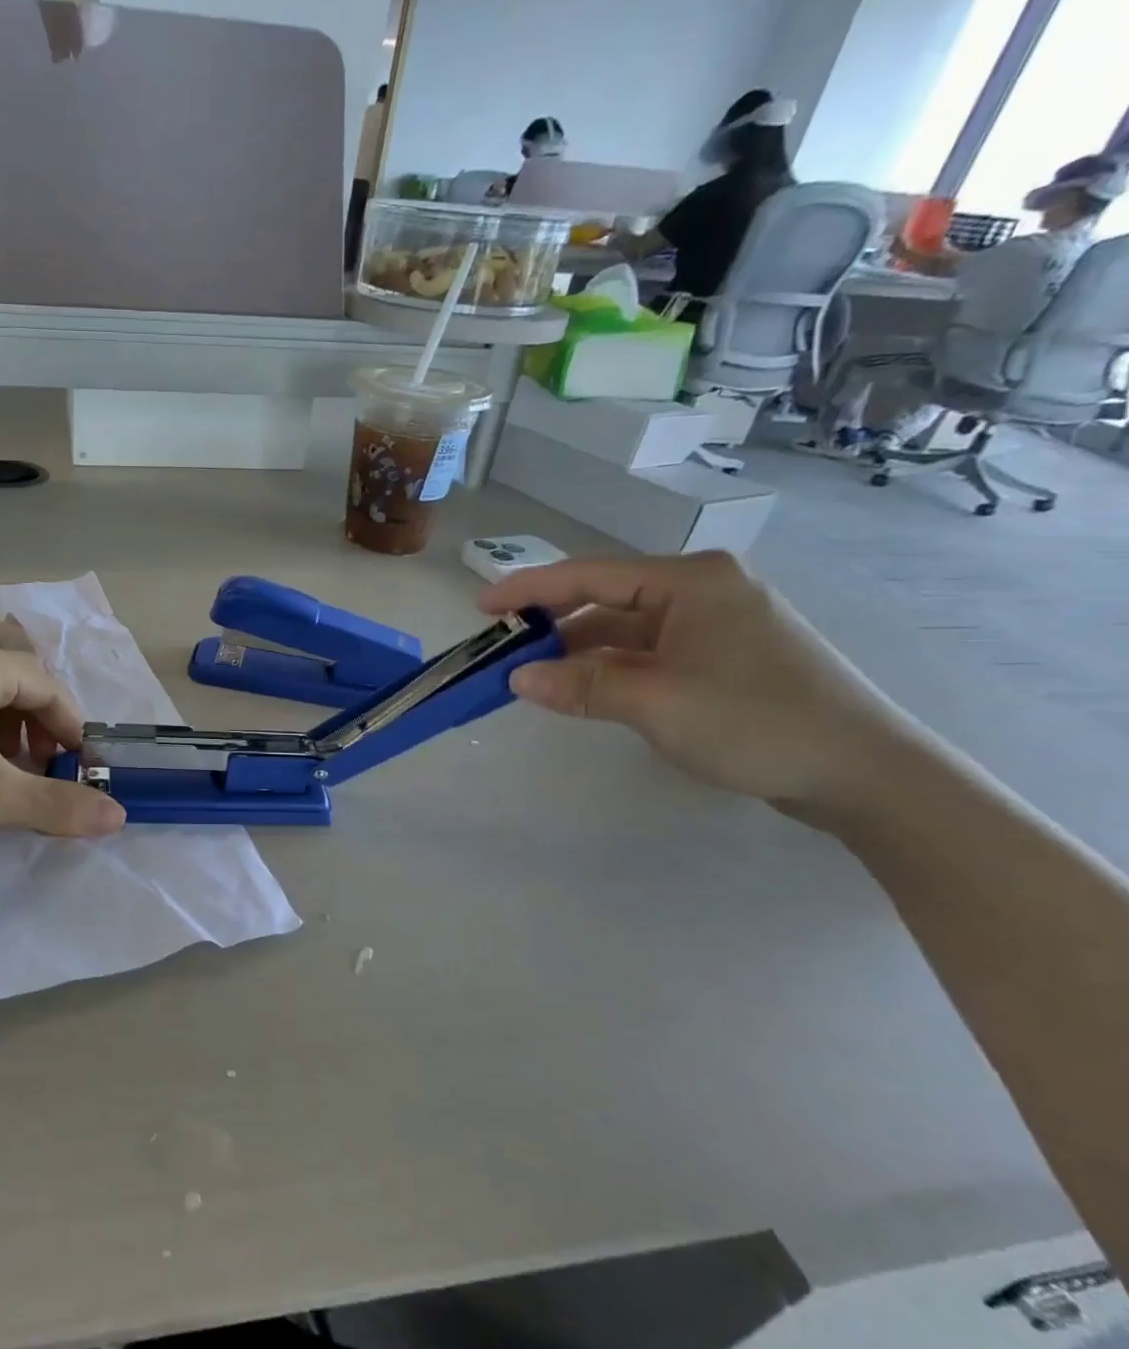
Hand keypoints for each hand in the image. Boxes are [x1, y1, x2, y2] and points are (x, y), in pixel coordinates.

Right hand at [480, 552, 923, 810]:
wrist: (866, 773)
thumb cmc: (757, 722)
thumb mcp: (656, 702)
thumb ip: (581, 685)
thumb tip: (517, 677)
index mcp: (692, 581)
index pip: (591, 575)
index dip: (530, 589)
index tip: (482, 606)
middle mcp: (703, 591)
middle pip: (606, 598)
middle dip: (553, 623)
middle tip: (502, 647)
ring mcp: (716, 624)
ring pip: (626, 628)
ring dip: (580, 650)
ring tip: (534, 674)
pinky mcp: (724, 657)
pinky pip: (648, 652)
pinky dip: (611, 667)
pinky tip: (584, 688)